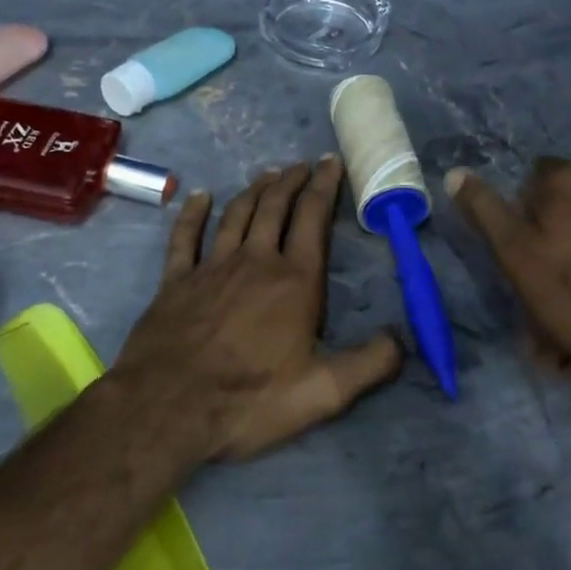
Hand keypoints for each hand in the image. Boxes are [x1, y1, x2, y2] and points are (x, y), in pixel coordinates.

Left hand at [113, 157, 402, 461]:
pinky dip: (193, 213)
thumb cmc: (249, 399)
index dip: (325, 187)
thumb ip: (369, 364)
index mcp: (294, 281)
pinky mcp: (176, 280)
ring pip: (237, 215)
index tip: (331, 163)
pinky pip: (185, 236)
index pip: (313, 219)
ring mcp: (211, 267)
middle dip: (292, 181)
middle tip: (302, 165)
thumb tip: (403, 338)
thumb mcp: (323, 393)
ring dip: (254, 190)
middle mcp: (255, 261)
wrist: (167, 406)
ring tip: (268, 175)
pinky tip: (200, 197)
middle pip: (275, 207)